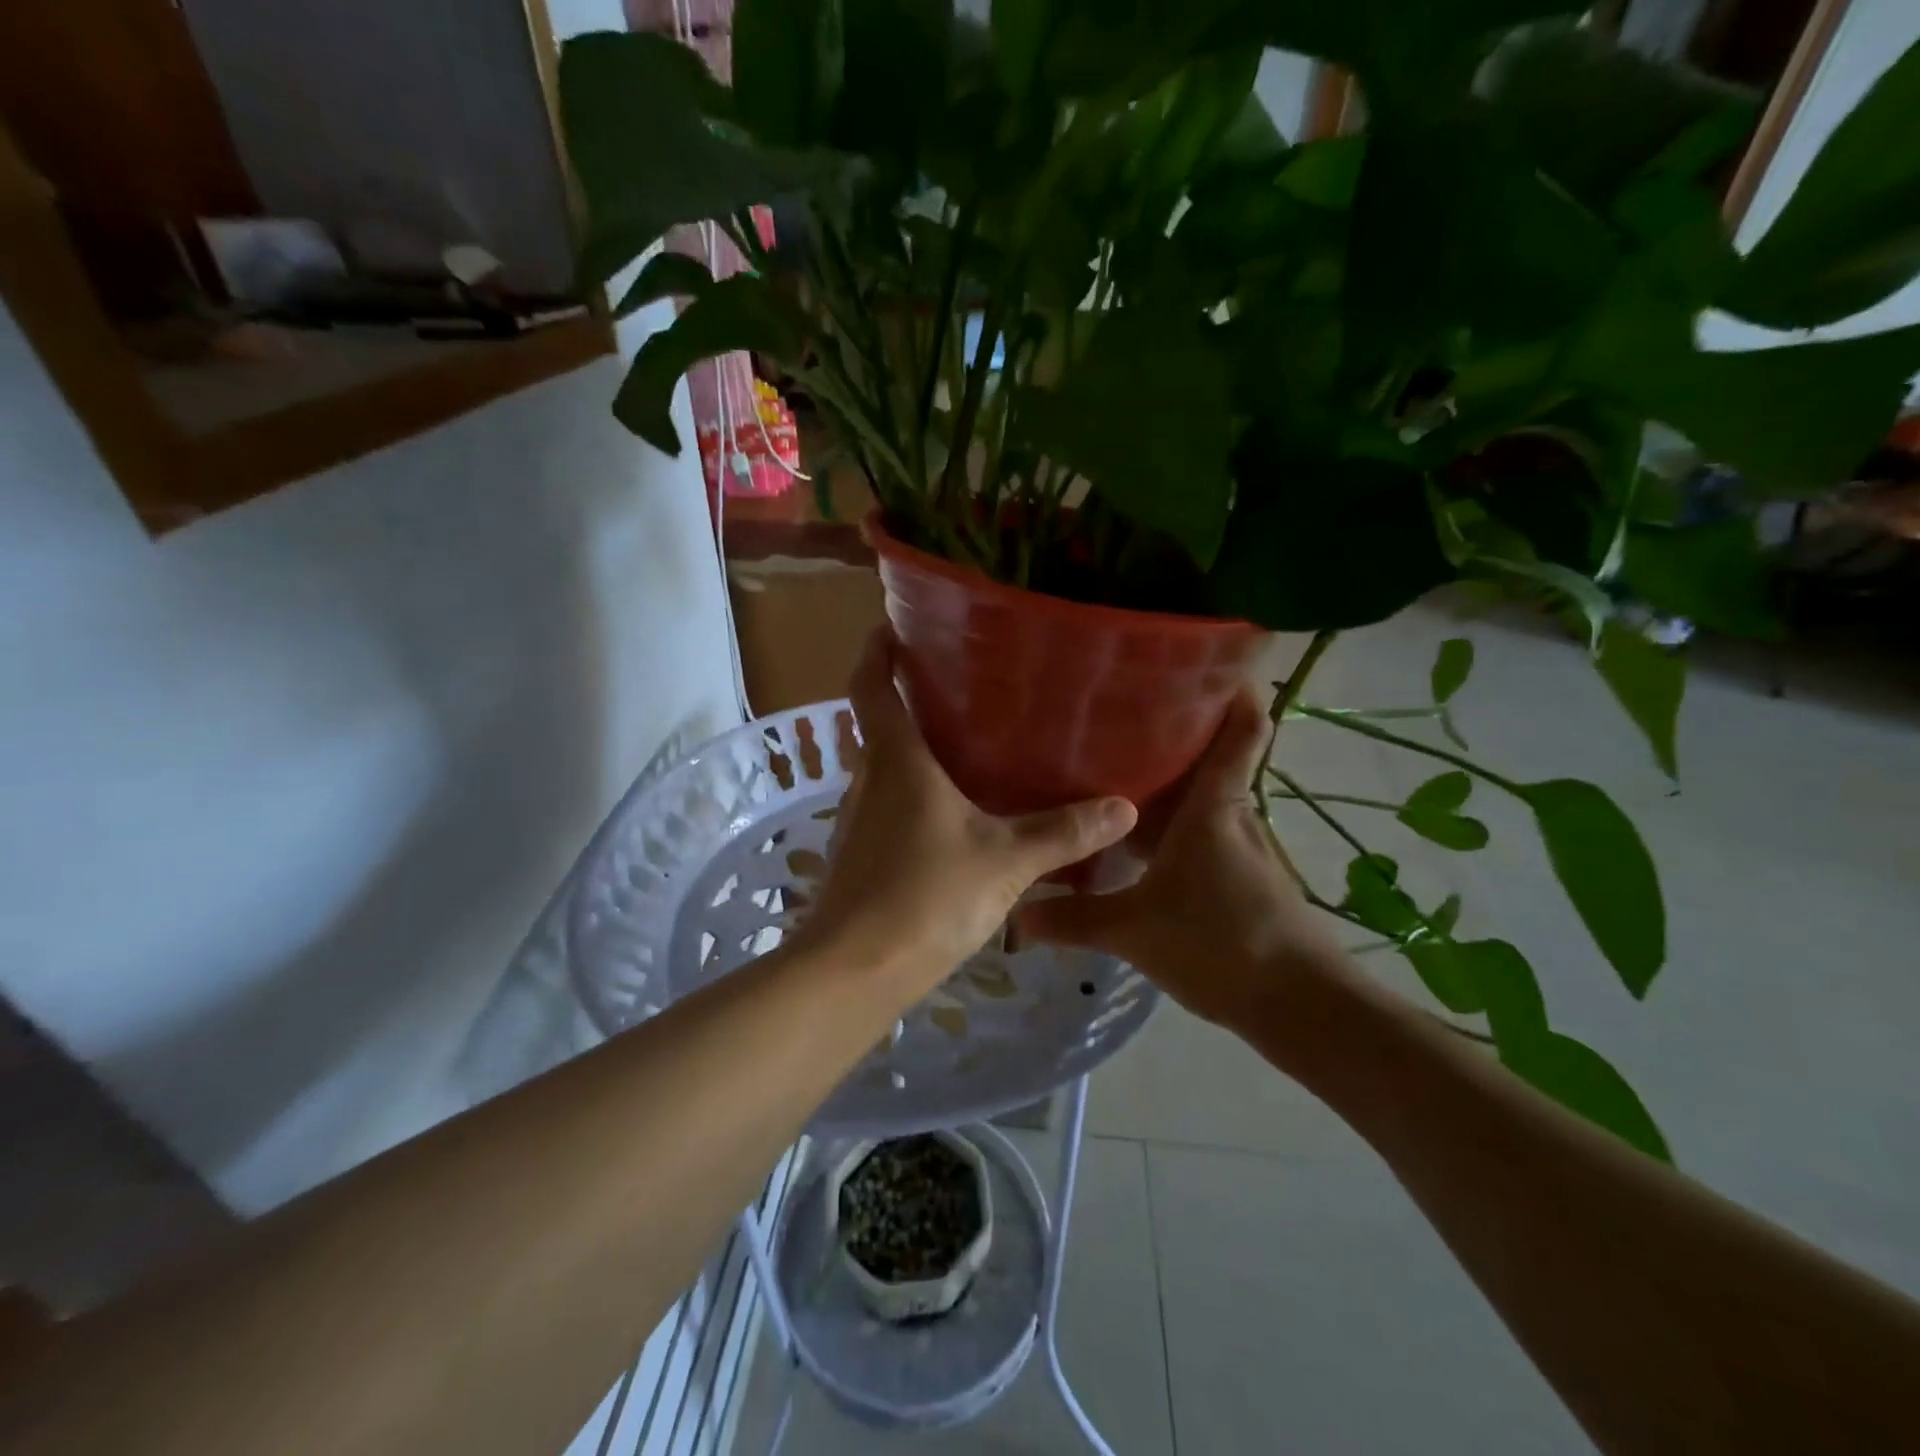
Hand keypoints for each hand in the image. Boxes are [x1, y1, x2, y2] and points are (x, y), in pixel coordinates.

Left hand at [798, 631, 1138, 987]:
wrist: (855, 971)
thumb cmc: (926, 895)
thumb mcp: (1005, 860)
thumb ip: (1063, 832)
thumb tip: (1123, 807)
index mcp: (897, 760)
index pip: (871, 684)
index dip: (877, 649)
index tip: (895, 624)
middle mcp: (870, 780)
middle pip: (879, 723)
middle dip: (909, 697)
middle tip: (961, 684)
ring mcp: (860, 820)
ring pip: (885, 767)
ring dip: (915, 749)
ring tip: (968, 742)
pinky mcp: (861, 855)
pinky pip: (889, 805)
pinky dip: (915, 793)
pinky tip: (954, 813)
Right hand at [1016, 690, 1353, 1034]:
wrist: (1300, 1006)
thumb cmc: (1220, 943)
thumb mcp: (1134, 930)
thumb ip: (1073, 919)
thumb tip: (1014, 917)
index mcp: (1215, 806)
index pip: (1241, 728)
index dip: (1234, 687)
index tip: (1207, 658)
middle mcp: (1234, 815)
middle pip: (1211, 757)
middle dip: (1174, 732)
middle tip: (1117, 715)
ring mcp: (1243, 847)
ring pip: (1204, 798)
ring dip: (1171, 783)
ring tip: (1116, 770)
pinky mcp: (1244, 878)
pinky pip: (1204, 833)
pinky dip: (1175, 825)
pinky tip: (1139, 842)